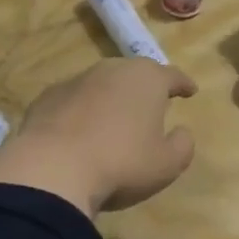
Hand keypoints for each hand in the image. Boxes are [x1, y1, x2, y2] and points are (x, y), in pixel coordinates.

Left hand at [0, 59, 196, 216]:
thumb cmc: (122, 163)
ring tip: (115, 119)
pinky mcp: (48, 97)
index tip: (190, 91)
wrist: (52, 168)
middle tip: (151, 104)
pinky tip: (81, 131)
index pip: (172, 76)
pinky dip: (82, 111)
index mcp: (147, 79)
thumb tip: (181, 131)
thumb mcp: (167, 164)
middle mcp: (112, 70)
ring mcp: (76, 80)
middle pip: (135, 73)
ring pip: (102, 84)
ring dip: (111, 98)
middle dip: (145, 87)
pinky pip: (74, 100)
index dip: (183, 84)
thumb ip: (182, 145)